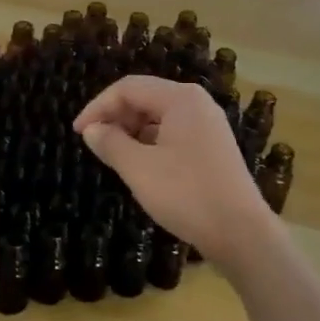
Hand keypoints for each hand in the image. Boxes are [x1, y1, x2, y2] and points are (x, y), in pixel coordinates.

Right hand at [74, 77, 278, 271]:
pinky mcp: (213, 147)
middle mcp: (197, 104)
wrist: (241, 232)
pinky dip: (151, 143)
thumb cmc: (186, 195)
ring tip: (114, 156)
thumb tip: (91, 130)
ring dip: (132, 131)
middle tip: (95, 144)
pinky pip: (174, 133)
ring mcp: (209, 125)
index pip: (128, 88)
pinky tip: (141, 166)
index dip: (98, 107)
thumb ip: (110, 143)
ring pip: (159, 116)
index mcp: (181, 98)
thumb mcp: (139, 169)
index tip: (78, 133)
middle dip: (116, 117)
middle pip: (145, 98)